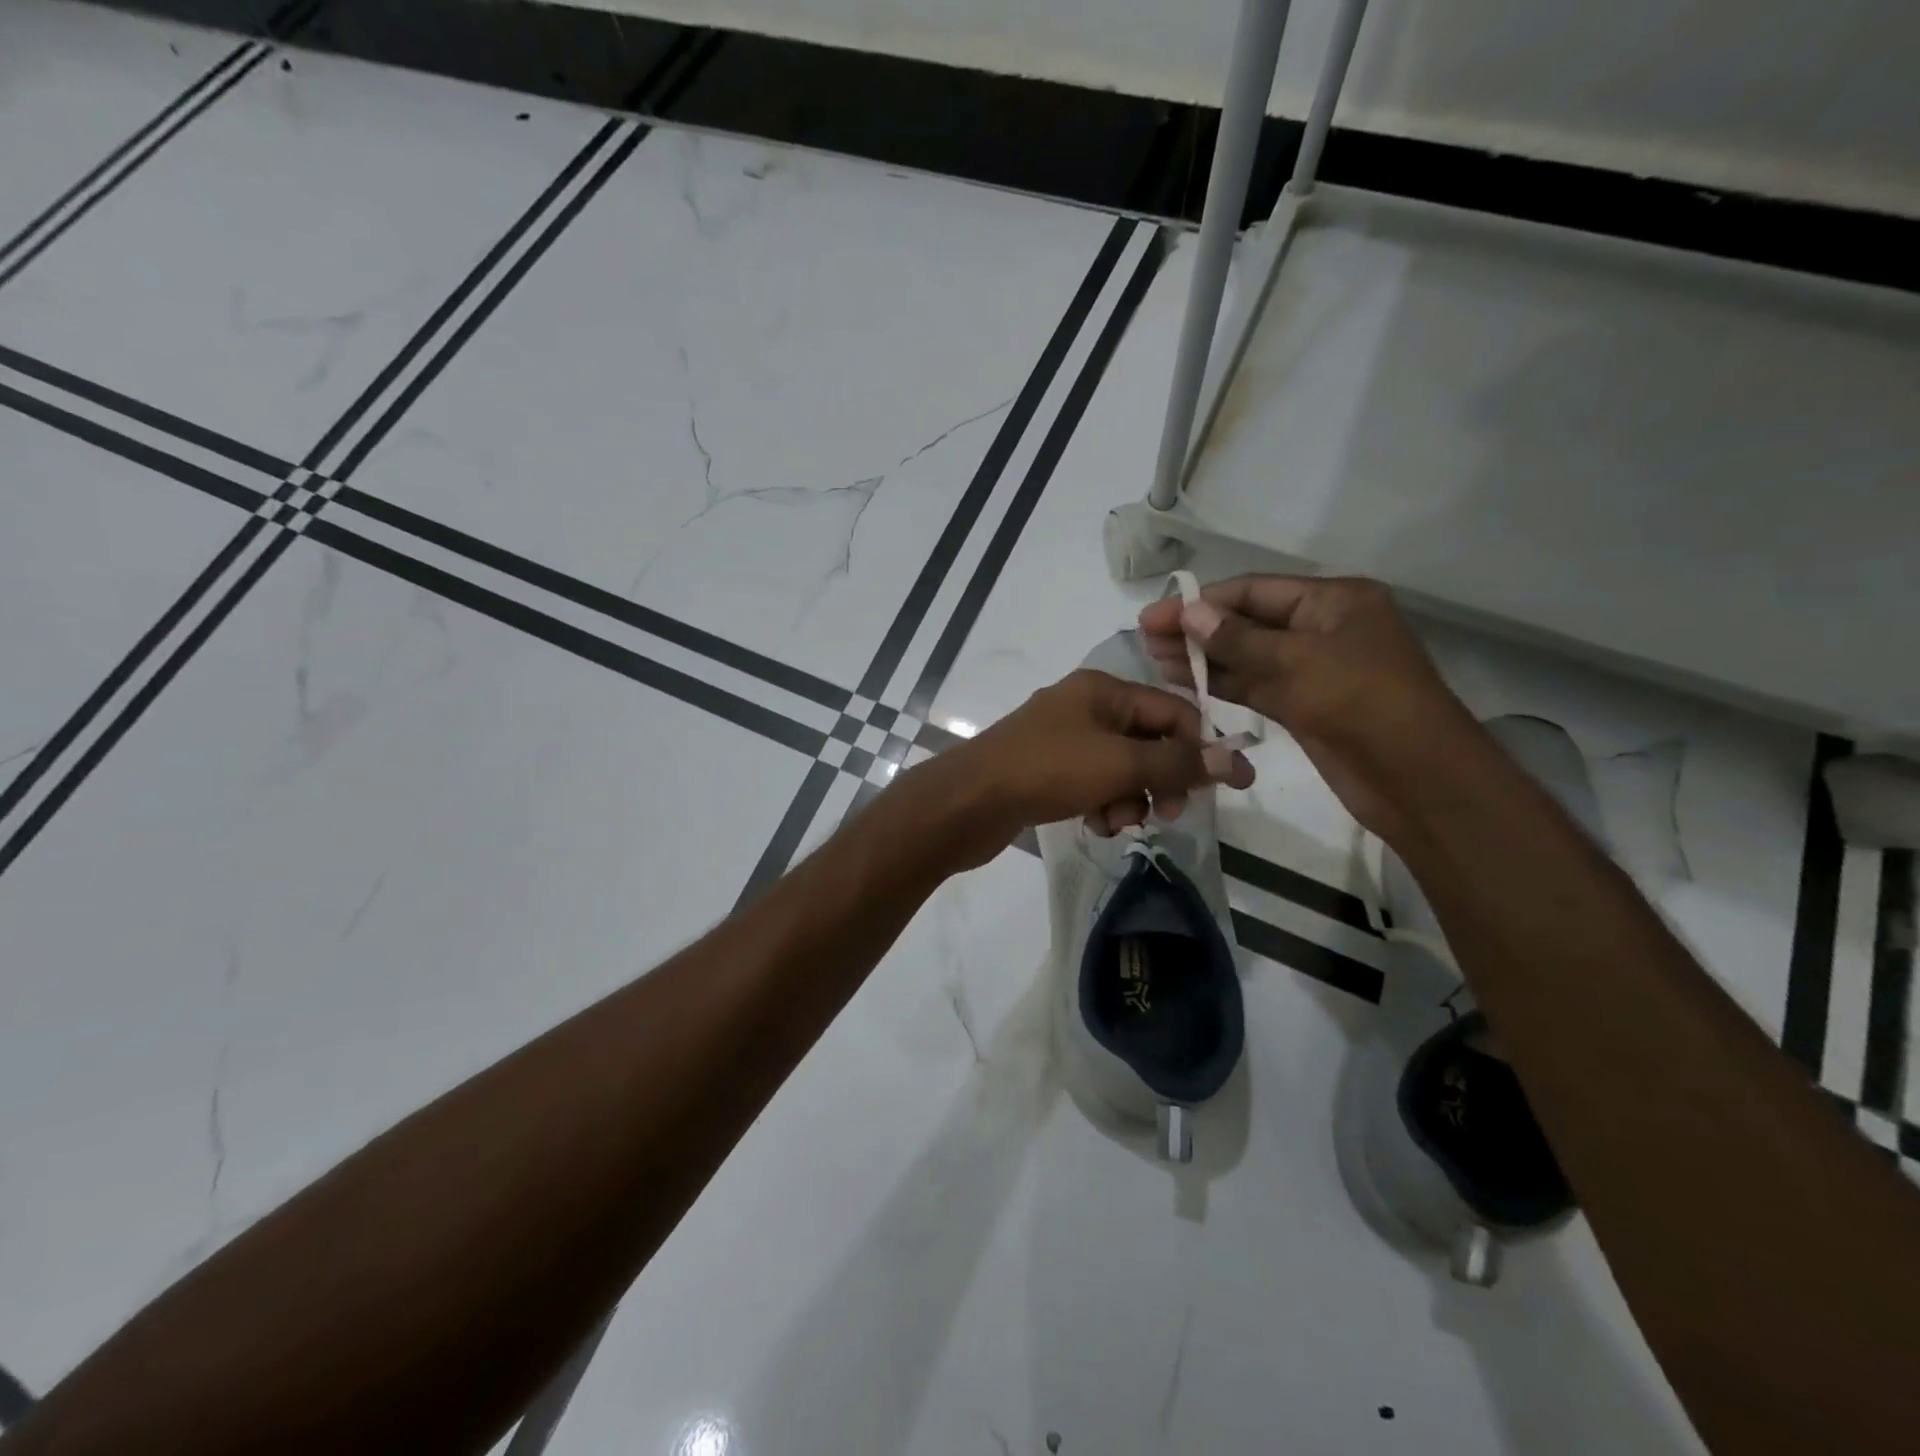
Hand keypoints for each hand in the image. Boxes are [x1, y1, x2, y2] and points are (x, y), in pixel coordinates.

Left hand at [912, 669, 1252, 870]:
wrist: (968, 802)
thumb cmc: (1047, 771)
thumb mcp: (1120, 765)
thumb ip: (1177, 763)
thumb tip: (1232, 759)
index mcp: (1103, 690)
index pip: (1172, 710)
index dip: (1203, 746)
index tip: (1229, 785)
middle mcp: (1084, 707)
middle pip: (1148, 741)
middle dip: (1162, 778)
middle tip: (1168, 813)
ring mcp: (1063, 740)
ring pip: (1121, 768)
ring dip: (1130, 798)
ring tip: (1117, 821)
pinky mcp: (1047, 771)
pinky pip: (1093, 785)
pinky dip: (1102, 805)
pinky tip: (1095, 825)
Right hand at [1137, 575, 1479, 845]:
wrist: (1416, 778)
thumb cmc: (1363, 702)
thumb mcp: (1298, 662)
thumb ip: (1238, 640)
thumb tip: (1189, 614)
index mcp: (1334, 601)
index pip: (1254, 591)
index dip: (1201, 602)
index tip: (1154, 615)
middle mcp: (1321, 628)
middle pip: (1247, 621)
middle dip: (1198, 629)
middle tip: (1145, 638)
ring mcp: (1311, 669)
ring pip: (1247, 656)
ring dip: (1203, 657)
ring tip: (1153, 659)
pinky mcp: (1303, 705)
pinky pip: (1254, 685)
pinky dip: (1221, 683)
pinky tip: (1184, 681)